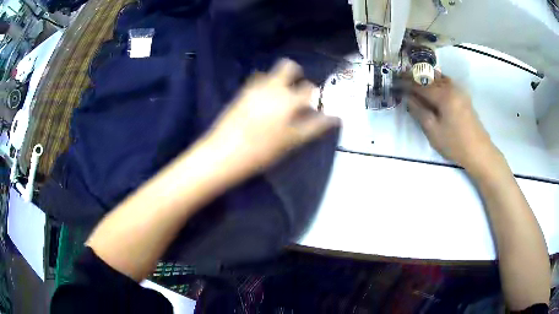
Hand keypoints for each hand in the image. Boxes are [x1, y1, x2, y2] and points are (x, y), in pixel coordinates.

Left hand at [206, 59, 339, 172]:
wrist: (224, 153)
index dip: (314, 95)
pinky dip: (264, 85)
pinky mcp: (241, 93)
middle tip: (296, 91)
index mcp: (288, 99)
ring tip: (278, 98)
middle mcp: (272, 87)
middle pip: (288, 67)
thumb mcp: (292, 141)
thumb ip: (314, 126)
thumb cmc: (262, 151)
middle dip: (296, 74)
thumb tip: (334, 118)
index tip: (312, 104)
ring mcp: (254, 87)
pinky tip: (262, 101)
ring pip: (271, 73)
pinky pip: (256, 81)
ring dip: (279, 80)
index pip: (309, 89)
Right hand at [407, 72, 501, 172]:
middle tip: (403, 79)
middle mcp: (451, 88)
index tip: (395, 82)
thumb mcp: (433, 131)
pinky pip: (447, 83)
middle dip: (416, 77)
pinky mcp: (463, 96)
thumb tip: (408, 98)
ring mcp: (459, 91)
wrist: (479, 151)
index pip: (421, 85)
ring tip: (416, 82)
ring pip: (439, 78)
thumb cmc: (455, 143)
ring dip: (427, 78)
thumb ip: (419, 111)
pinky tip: (433, 87)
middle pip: (430, 77)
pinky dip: (437, 81)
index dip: (407, 83)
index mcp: (443, 95)